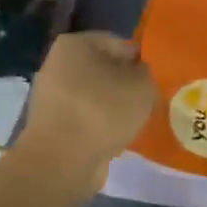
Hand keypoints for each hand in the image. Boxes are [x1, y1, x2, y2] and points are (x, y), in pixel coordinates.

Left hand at [17, 32, 158, 184]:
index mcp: (75, 44)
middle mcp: (57, 63)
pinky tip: (116, 138)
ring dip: (114, 108)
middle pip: (105, 70)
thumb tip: (140, 76)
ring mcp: (50, 96)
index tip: (156, 81)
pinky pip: (84, 118)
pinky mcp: (50, 124)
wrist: (61, 162)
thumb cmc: (103, 112)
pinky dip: (100, 125)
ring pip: (95, 96)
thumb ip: (147, 73)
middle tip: (148, 102)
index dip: (142, 61)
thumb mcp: (142, 85)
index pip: (120, 44)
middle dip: (127, 85)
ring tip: (134, 123)